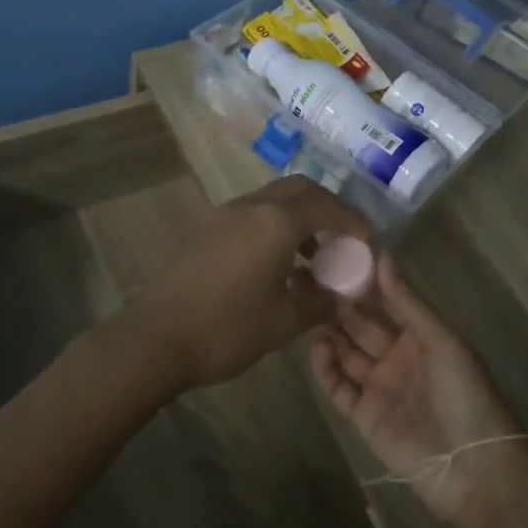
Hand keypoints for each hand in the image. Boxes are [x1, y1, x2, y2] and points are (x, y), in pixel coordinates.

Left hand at [134, 176, 372, 391]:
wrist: (157, 338)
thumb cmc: (228, 328)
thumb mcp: (284, 321)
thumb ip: (320, 302)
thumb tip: (340, 296)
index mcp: (275, 221)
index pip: (326, 205)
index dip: (353, 220)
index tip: (369, 240)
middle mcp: (252, 206)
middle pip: (300, 189)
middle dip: (328, 207)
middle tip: (345, 236)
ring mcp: (226, 214)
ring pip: (274, 199)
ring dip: (300, 216)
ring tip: (316, 256)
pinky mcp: (209, 229)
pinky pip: (254, 214)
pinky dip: (277, 226)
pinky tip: (281, 263)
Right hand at [309, 253, 527, 522]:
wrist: (471, 468)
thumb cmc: (464, 394)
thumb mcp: (441, 341)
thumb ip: (407, 302)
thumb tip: (382, 256)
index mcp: (420, 337)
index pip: (386, 304)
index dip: (364, 285)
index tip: (338, 260)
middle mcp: (397, 357)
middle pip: (362, 327)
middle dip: (340, 307)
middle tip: (313, 283)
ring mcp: (378, 386)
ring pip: (346, 354)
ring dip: (329, 333)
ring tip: (309, 311)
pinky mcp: (363, 415)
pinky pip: (338, 386)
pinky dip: (325, 367)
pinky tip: (316, 346)